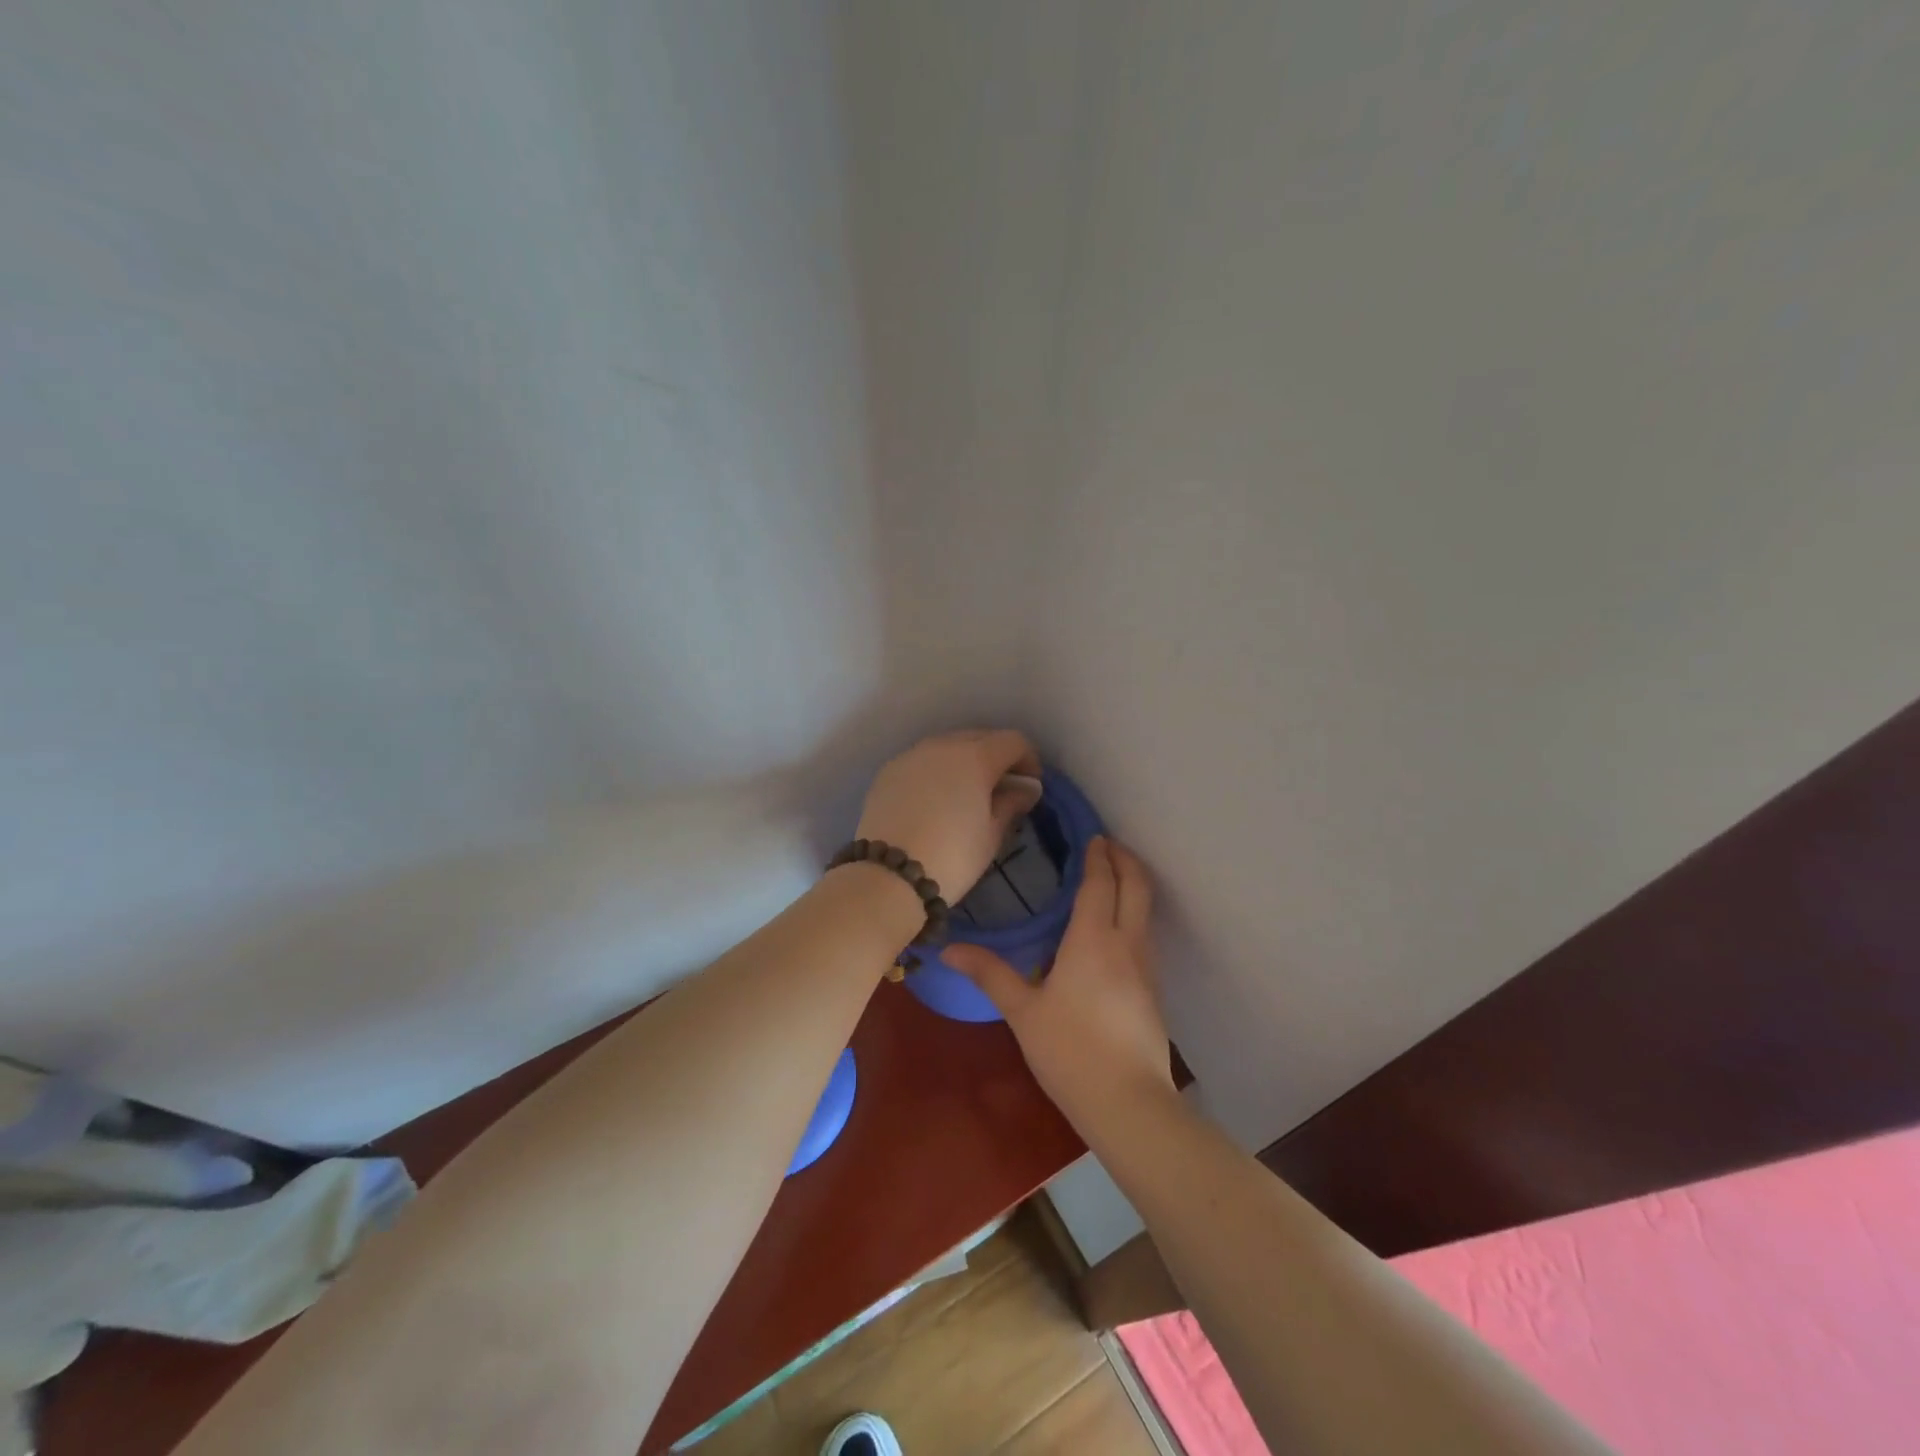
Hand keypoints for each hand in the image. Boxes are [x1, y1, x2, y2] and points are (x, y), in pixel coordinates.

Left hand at [855, 730, 1042, 903]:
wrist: (888, 875)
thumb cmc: (952, 856)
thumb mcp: (991, 834)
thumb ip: (1011, 803)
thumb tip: (1027, 788)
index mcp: (975, 757)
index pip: (1013, 741)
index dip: (1028, 759)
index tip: (1030, 785)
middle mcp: (943, 746)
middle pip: (979, 737)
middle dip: (996, 756)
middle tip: (1002, 787)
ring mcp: (911, 755)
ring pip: (948, 745)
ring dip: (964, 760)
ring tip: (967, 792)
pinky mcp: (888, 771)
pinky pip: (922, 760)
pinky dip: (936, 770)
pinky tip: (936, 798)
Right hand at [944, 837, 1174, 1129]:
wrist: (1129, 1103)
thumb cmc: (1070, 1051)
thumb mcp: (1023, 1011)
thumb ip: (990, 974)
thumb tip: (950, 949)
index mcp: (1093, 939)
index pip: (1100, 883)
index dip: (1098, 856)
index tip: (1093, 836)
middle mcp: (1126, 943)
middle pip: (1136, 887)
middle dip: (1126, 860)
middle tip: (1108, 845)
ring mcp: (1146, 967)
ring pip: (1145, 911)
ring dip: (1133, 886)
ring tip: (1111, 879)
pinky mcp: (1152, 990)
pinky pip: (1144, 936)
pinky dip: (1133, 915)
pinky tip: (1113, 931)